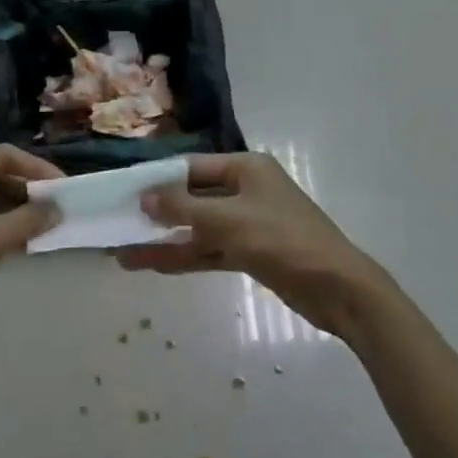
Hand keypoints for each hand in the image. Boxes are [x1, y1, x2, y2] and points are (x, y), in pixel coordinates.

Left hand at [0, 146, 60, 359]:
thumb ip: (26, 220)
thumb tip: (57, 208)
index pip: (1, 156)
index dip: (35, 168)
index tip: (63, 187)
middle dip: (26, 188)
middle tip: (57, 205)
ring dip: (15, 208)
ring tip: (46, 223)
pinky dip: (0, 225)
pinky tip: (23, 240)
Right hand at [121, 153, 387, 336]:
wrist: (339, 290)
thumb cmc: (284, 241)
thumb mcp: (230, 221)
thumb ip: (184, 209)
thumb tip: (145, 197)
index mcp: (246, 168)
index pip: (191, 168)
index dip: (157, 180)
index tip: (123, 193)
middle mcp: (245, 190)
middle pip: (192, 198)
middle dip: (156, 214)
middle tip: (117, 224)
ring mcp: (248, 223)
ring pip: (197, 229)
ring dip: (165, 241)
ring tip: (123, 254)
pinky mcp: (250, 252)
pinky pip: (210, 250)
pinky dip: (185, 256)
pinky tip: (153, 265)